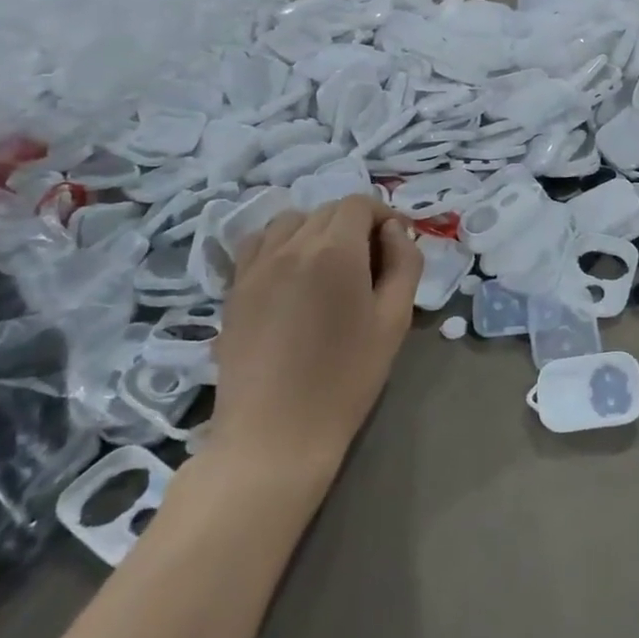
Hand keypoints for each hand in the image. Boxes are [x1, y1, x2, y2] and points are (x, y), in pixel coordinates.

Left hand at [211, 196, 421, 482]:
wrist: (275, 433)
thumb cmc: (346, 378)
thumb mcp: (394, 320)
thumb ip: (404, 263)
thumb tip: (394, 231)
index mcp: (335, 251)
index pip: (360, 204)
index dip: (383, 215)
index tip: (396, 243)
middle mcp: (290, 246)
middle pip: (327, 210)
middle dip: (355, 224)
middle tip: (370, 263)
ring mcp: (255, 266)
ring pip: (290, 221)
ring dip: (316, 230)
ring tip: (329, 266)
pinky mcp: (234, 288)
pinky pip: (258, 244)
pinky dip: (280, 244)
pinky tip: (292, 275)